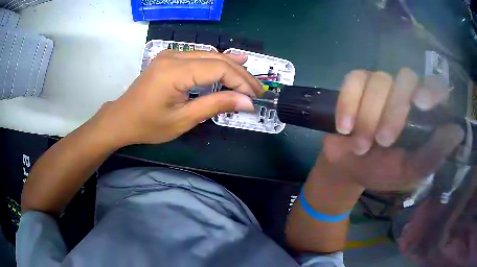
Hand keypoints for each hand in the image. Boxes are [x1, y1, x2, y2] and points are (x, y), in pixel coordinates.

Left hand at [91, 50, 261, 146]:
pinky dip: (217, 62)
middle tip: (257, 90)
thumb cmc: (148, 125)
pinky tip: (232, 60)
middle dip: (240, 74)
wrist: (122, 119)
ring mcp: (170, 54)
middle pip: (216, 59)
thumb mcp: (183, 119)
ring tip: (250, 78)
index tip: (255, 97)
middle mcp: (174, 56)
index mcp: (175, 71)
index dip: (241, 81)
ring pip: (209, 55)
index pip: (219, 68)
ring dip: (231, 67)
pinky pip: (199, 56)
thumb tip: (247, 102)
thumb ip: (216, 105)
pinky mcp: (169, 58)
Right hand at [319, 68, 463, 190]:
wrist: (348, 168)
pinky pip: (353, 80)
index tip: (420, 104)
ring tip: (360, 145)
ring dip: (368, 116)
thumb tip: (458, 131)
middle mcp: (404, 92)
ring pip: (378, 80)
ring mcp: (380, 85)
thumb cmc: (381, 171)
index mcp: (422, 114)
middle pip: (405, 79)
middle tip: (383, 141)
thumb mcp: (409, 172)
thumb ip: (433, 154)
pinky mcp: (356, 84)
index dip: (431, 89)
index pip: (434, 86)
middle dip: (393, 111)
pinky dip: (348, 103)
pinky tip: (344, 127)